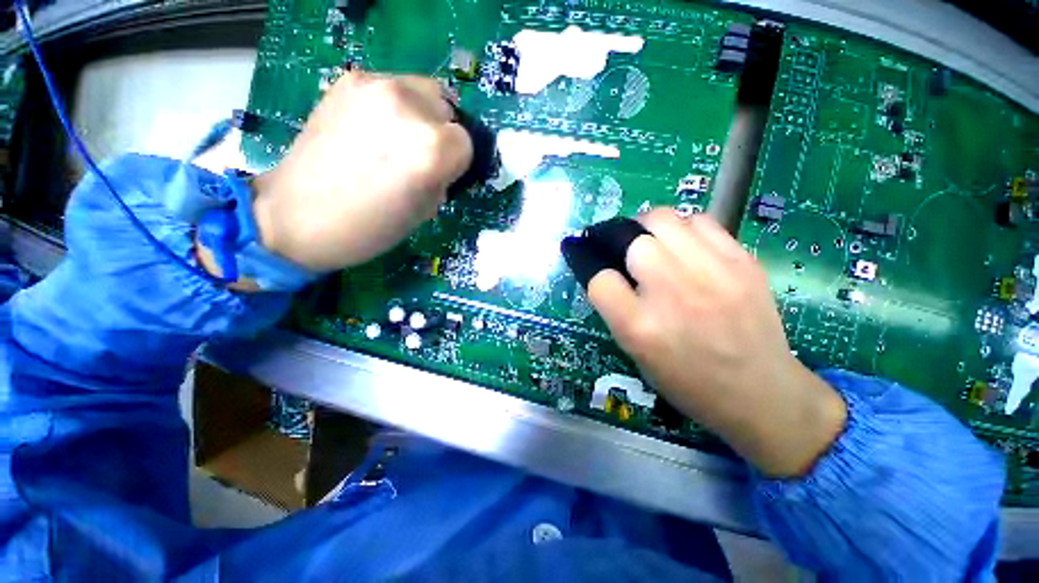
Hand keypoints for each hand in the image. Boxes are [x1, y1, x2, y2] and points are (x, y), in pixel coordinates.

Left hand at [250, 72, 472, 272]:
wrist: (298, 215)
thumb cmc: (370, 227)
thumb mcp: (425, 211)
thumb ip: (442, 178)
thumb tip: (443, 163)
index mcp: (430, 150)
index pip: (465, 143)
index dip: (456, 163)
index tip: (441, 176)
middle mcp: (408, 108)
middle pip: (447, 109)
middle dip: (441, 134)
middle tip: (419, 157)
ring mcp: (375, 87)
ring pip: (423, 90)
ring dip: (421, 115)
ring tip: (396, 140)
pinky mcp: (348, 81)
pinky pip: (392, 87)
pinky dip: (394, 106)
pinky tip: (373, 129)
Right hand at [586, 209, 846, 476]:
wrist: (762, 393)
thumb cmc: (688, 381)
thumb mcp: (636, 353)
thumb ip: (616, 309)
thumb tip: (602, 269)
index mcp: (640, 328)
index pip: (599, 279)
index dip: (590, 267)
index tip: (590, 261)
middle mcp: (673, 294)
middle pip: (631, 240)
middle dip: (617, 240)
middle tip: (621, 249)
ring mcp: (712, 273)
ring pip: (663, 219)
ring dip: (647, 227)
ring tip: (651, 241)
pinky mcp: (742, 262)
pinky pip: (701, 222)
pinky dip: (683, 228)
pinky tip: (683, 245)